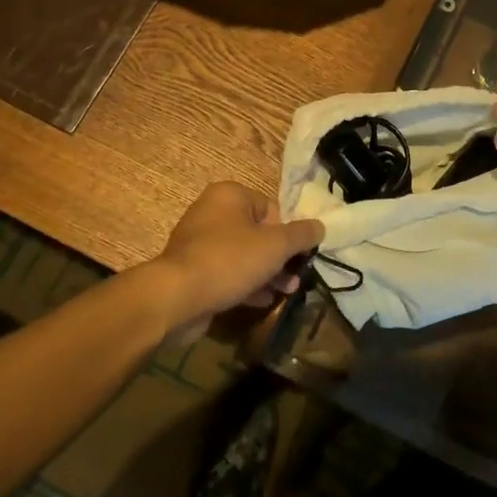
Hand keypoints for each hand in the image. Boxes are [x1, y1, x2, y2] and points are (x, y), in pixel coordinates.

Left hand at [140, 182, 324, 340]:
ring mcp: (198, 242)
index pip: (271, 208)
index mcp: (230, 195)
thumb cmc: (230, 260)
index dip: (287, 233)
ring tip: (285, 292)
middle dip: (279, 257)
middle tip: (295, 278)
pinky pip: (226, 272)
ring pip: (243, 255)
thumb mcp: (275, 246)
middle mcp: (211, 211)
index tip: (297, 255)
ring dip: (266, 273)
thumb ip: (301, 235)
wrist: (177, 297)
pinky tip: (262, 301)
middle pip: (257, 232)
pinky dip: (245, 284)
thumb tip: (320, 226)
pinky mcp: (191, 270)